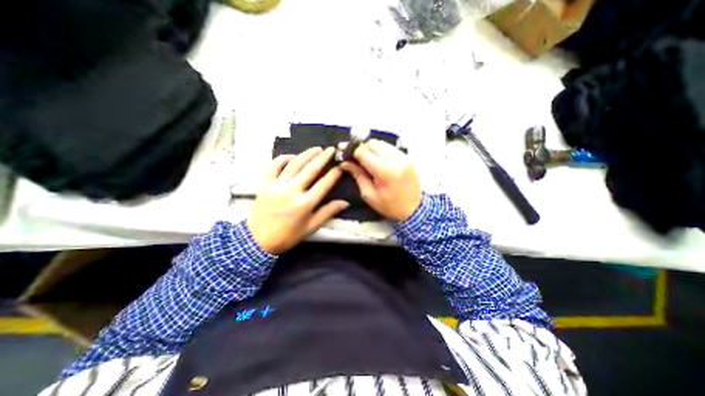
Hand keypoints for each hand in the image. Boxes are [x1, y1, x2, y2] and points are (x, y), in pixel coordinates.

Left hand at [247, 146, 347, 253]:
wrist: (258, 241)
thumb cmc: (288, 235)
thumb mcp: (311, 227)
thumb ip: (328, 212)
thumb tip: (345, 203)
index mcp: (305, 204)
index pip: (324, 184)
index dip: (334, 174)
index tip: (341, 166)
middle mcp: (292, 191)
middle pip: (310, 170)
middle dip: (323, 158)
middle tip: (331, 149)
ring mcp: (277, 186)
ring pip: (294, 164)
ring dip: (307, 154)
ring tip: (317, 148)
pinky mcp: (265, 184)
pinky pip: (274, 166)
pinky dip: (284, 158)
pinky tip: (292, 156)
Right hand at [340, 139, 419, 220]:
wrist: (414, 209)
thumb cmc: (389, 206)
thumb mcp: (369, 195)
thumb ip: (357, 175)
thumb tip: (345, 162)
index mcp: (385, 171)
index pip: (363, 152)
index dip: (351, 150)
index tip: (341, 150)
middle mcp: (395, 159)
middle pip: (372, 143)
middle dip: (360, 147)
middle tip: (352, 155)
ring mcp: (403, 156)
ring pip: (381, 143)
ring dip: (370, 148)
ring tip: (363, 157)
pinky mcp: (407, 156)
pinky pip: (389, 147)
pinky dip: (379, 150)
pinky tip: (375, 159)